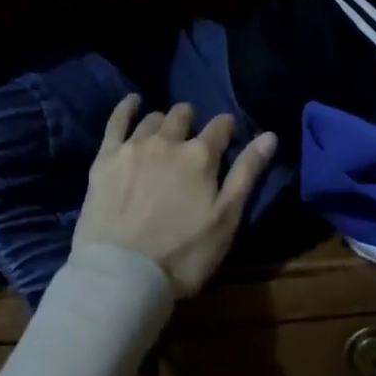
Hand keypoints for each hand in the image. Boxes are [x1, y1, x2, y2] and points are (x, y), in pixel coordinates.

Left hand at [74, 96, 278, 298]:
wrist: (123, 274)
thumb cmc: (183, 254)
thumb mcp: (226, 220)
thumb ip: (247, 174)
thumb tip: (270, 136)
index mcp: (201, 156)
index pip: (221, 127)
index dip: (227, 129)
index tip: (229, 136)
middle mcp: (168, 141)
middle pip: (183, 116)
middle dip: (192, 121)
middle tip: (193, 139)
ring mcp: (134, 146)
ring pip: (153, 119)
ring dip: (164, 121)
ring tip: (165, 131)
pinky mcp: (106, 157)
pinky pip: (117, 121)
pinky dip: (127, 107)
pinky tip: (133, 101)